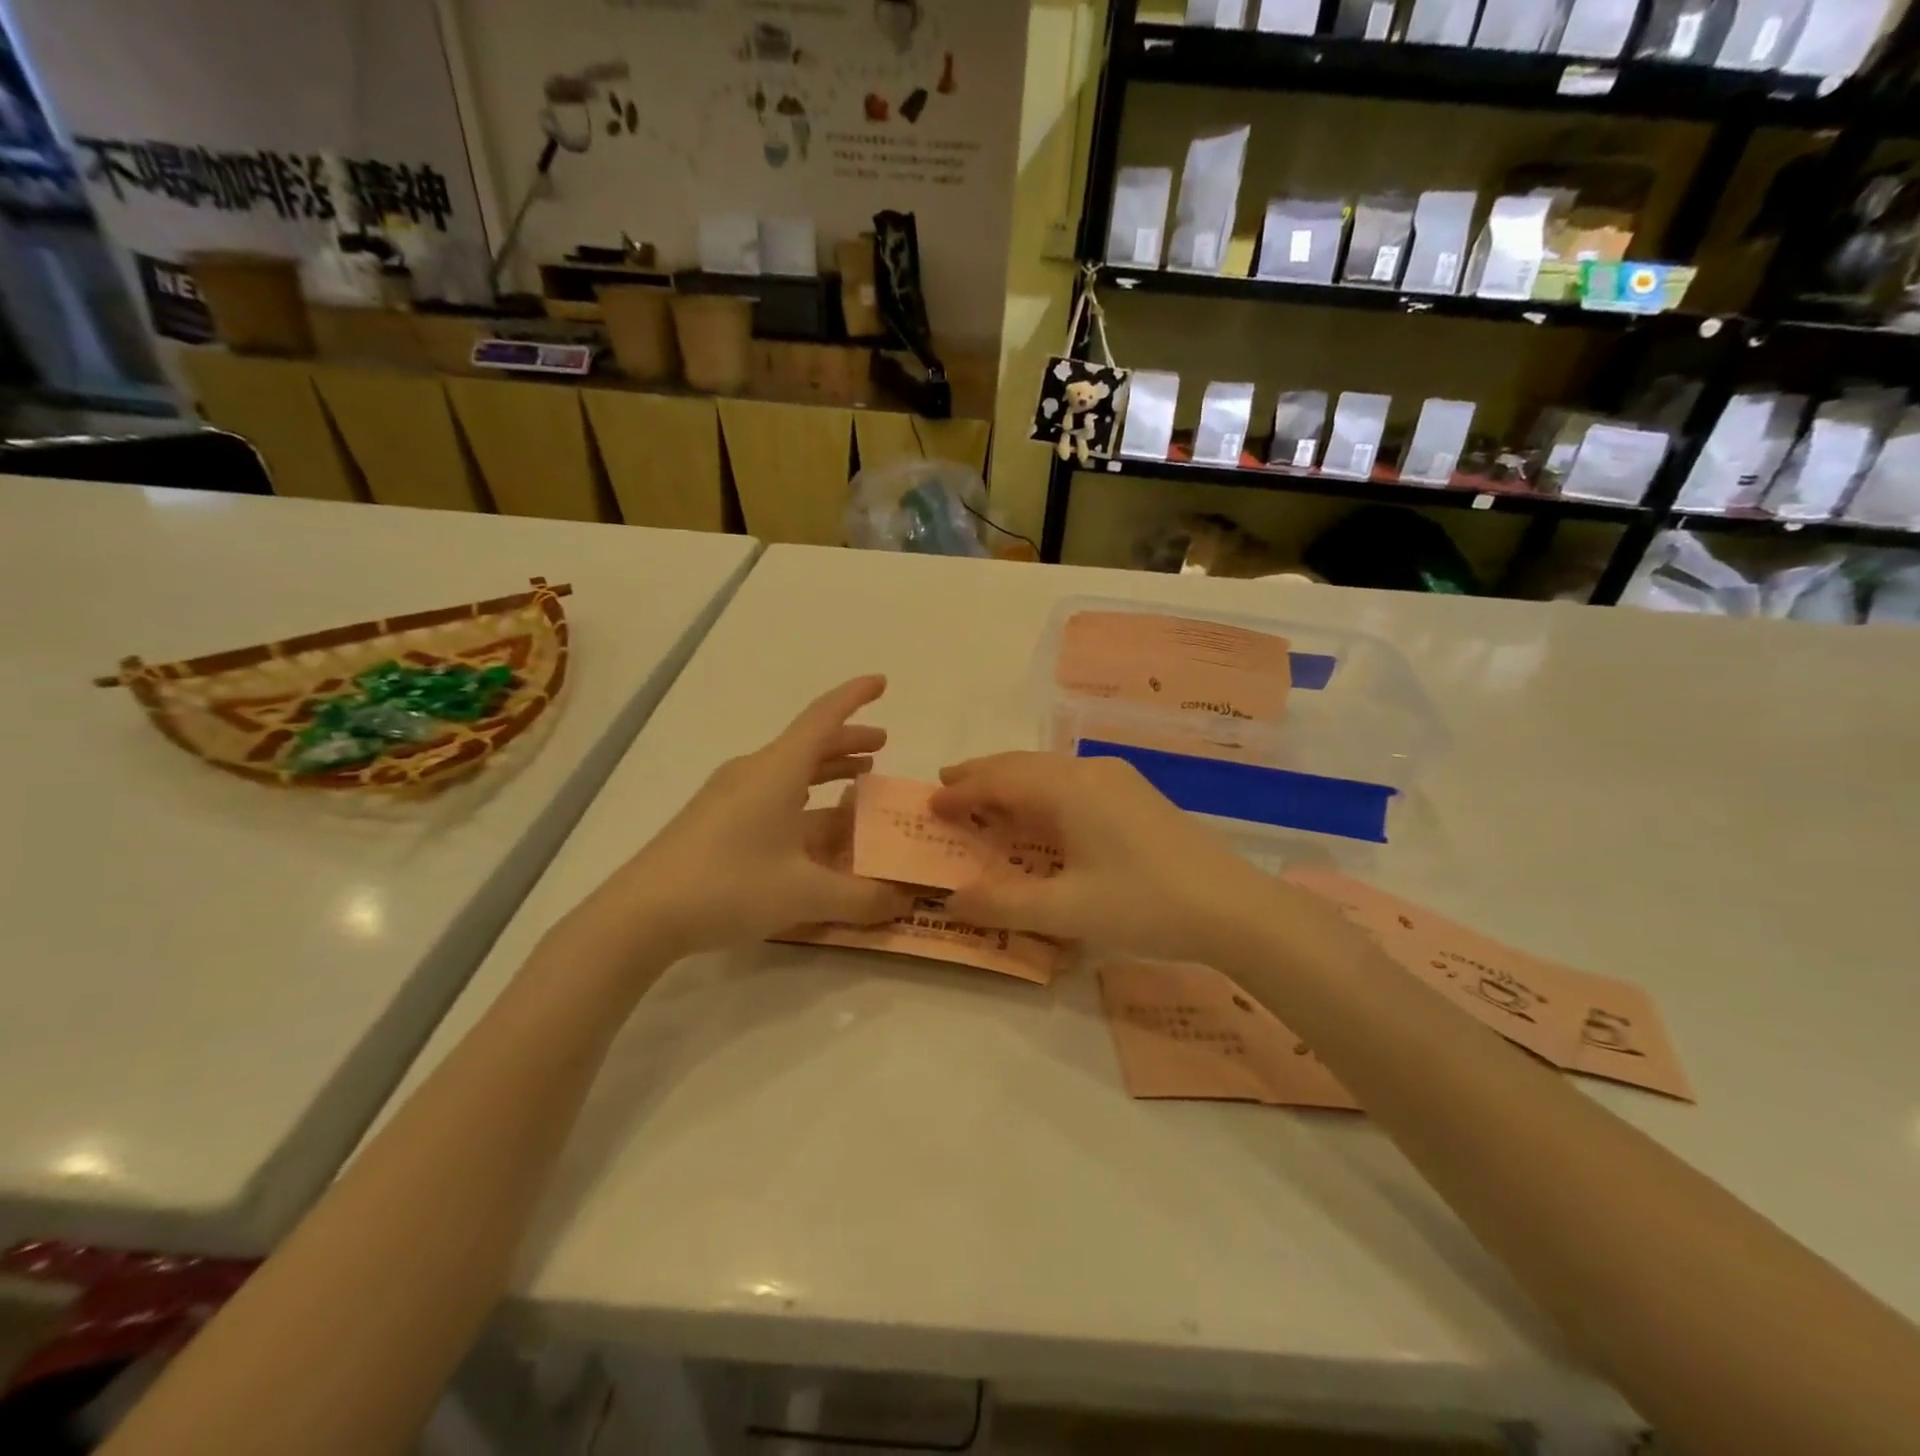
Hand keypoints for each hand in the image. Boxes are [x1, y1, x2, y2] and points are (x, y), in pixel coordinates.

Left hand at [557, 676, 914, 964]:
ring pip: (790, 770)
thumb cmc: (729, 886)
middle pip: (809, 743)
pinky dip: (803, 798)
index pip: (823, 717)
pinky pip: (772, 794)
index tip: (882, 681)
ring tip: (857, 781)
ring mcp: (729, 795)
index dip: (855, 697)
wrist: (641, 914)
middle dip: (848, 741)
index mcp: (777, 771)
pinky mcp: (715, 820)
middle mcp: (754, 772)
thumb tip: (904, 900)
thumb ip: (862, 897)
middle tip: (882, 747)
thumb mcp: (805, 894)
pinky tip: (813, 826)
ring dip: (826, 770)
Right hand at [930, 752, 1305, 963]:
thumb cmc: (1145, 904)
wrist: (1234, 907)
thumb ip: (1004, 904)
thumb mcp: (1067, 911)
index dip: (961, 792)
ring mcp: (1117, 779)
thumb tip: (953, 898)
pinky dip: (1040, 790)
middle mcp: (1089, 771)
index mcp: (1068, 789)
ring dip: (1012, 780)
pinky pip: (1071, 781)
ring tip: (984, 794)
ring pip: (1048, 770)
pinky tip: (1040, 811)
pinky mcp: (1135, 794)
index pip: (999, 781)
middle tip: (946, 785)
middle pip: (1021, 765)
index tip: (930, 803)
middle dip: (981, 774)